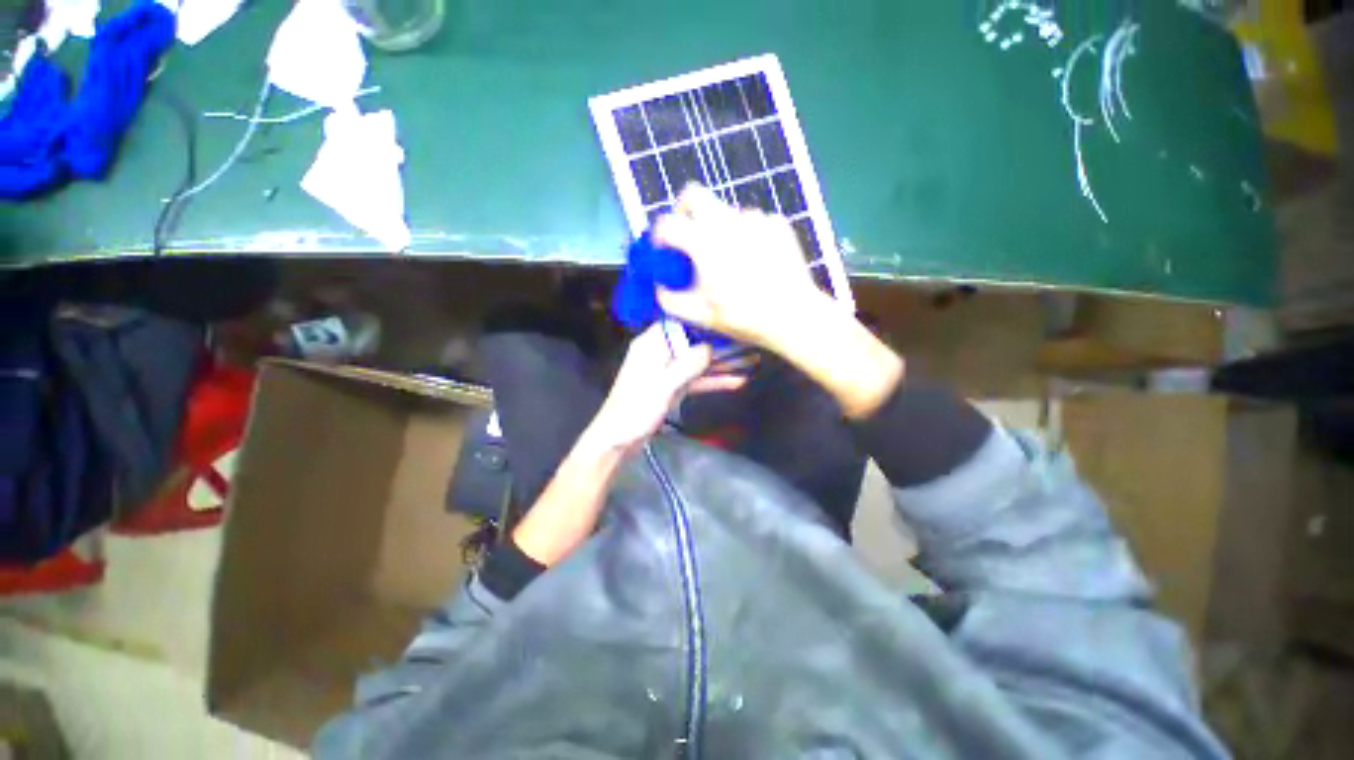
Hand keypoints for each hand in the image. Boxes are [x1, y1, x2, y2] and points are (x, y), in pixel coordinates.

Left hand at [581, 323, 745, 453]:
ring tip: (750, 361)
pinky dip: (713, 380)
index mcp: (650, 344)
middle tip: (748, 343)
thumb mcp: (662, 386)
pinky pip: (696, 379)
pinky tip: (736, 381)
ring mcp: (667, 371)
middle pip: (693, 342)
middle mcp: (660, 353)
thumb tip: (710, 348)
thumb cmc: (635, 410)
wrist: (618, 440)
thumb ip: (686, 365)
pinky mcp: (672, 387)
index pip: (679, 322)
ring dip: (721, 363)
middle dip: (719, 343)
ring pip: (698, 361)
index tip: (728, 320)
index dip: (703, 319)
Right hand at [655, 184, 902, 418]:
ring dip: (719, 229)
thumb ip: (670, 300)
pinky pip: (753, 222)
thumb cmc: (745, 317)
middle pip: (695, 195)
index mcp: (705, 242)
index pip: (668, 222)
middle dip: (684, 211)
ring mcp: (756, 219)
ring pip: (726, 212)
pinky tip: (755, 260)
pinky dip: (746, 236)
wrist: (794, 316)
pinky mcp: (778, 224)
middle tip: (687, 235)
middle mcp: (728, 221)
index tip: (663, 249)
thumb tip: (660, 287)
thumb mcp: (700, 316)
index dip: (659, 235)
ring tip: (729, 260)